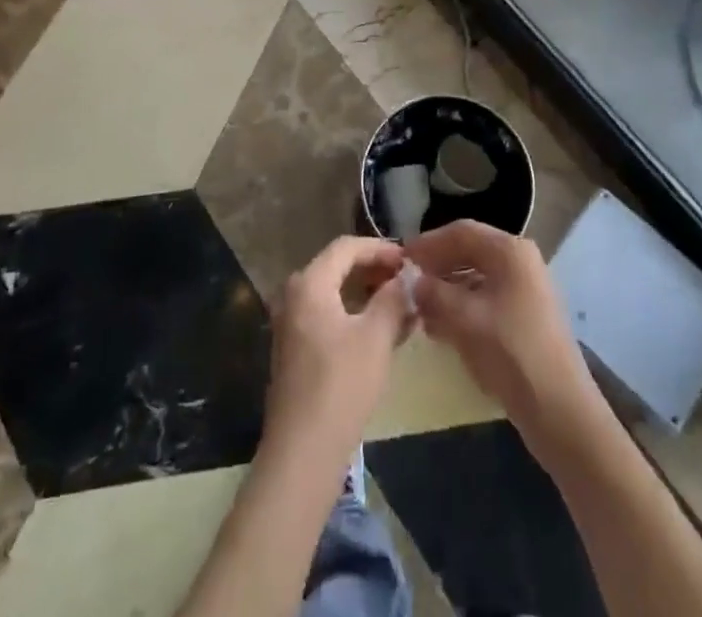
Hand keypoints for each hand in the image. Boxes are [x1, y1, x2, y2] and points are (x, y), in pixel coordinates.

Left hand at [263, 237, 416, 465]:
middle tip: (408, 281)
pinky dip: (355, 315)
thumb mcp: (376, 337)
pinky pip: (328, 316)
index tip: (409, 259)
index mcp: (309, 283)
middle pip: (338, 267)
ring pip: (335, 294)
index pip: (347, 247)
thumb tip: (407, 277)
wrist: (302, 453)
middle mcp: (294, 296)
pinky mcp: (295, 350)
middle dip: (375, 271)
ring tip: (402, 305)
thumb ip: (393, 299)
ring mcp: (291, 324)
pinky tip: (381, 331)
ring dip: (367, 295)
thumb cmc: (341, 385)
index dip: (380, 248)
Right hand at [406, 220, 599, 447]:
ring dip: (448, 288)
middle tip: (408, 282)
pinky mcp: (526, 316)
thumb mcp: (464, 320)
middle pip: (470, 251)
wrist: (560, 410)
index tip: (402, 257)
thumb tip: (412, 282)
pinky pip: (487, 298)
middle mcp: (520, 261)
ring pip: (477, 277)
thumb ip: (434, 294)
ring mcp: (526, 289)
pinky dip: (463, 306)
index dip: (429, 243)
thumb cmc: (511, 353)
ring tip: (420, 308)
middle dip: (438, 266)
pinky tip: (442, 327)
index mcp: (510, 251)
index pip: (461, 232)